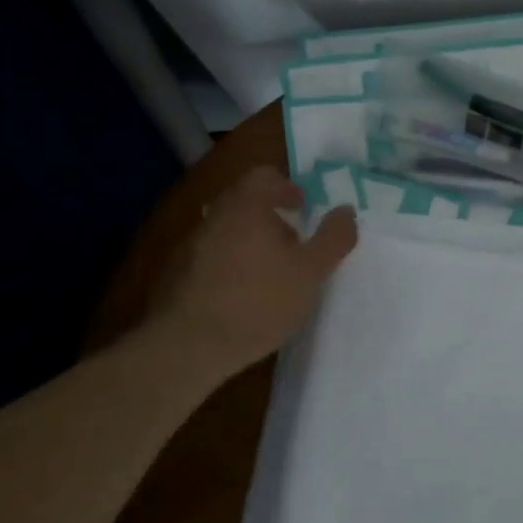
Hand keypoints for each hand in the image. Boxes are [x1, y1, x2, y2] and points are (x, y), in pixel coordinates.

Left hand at [140, 166, 357, 377]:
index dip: (287, 188)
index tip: (302, 208)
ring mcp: (190, 246)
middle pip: (244, 202)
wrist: (188, 346)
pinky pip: (210, 257)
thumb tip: (345, 210)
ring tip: (271, 274)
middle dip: (270, 217)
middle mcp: (215, 218)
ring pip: (227, 230)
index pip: (264, 176)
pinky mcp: (177, 275)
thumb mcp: (311, 272)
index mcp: (246, 207)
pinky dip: (230, 265)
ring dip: (250, 242)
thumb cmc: (259, 301)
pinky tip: (243, 296)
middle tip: (293, 243)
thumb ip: (333, 238)